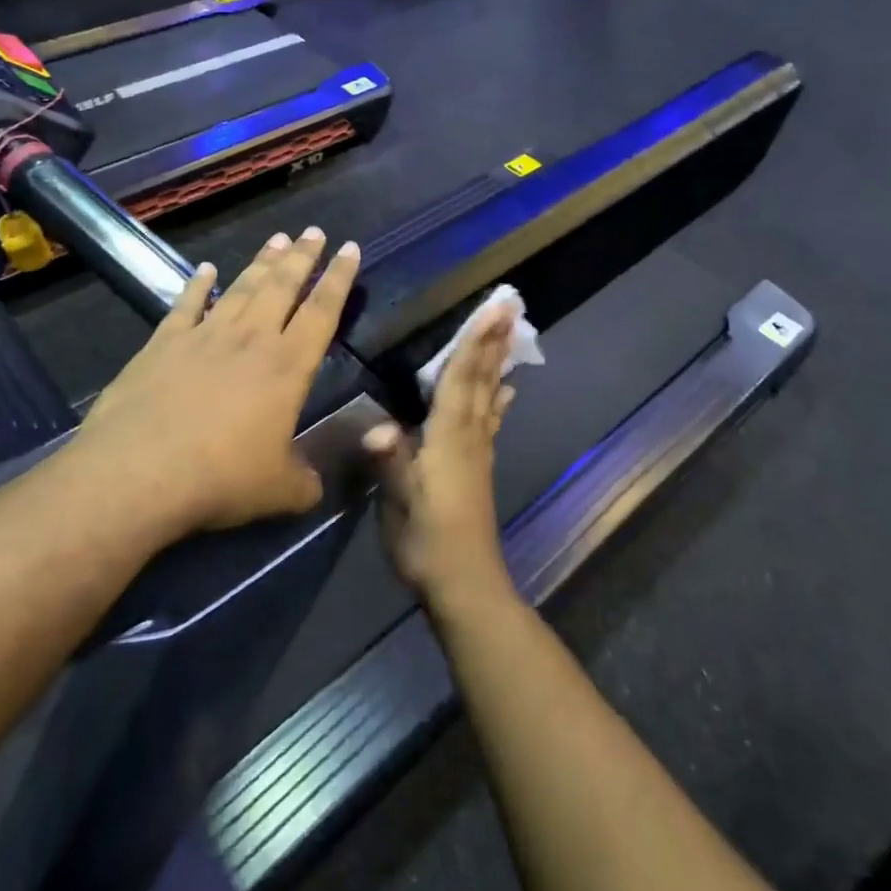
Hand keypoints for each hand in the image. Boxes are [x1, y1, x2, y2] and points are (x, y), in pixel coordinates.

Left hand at [67, 227, 359, 535]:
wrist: (139, 473)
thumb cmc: (220, 478)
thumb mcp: (282, 490)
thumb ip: (308, 479)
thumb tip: (317, 482)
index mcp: (287, 367)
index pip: (322, 312)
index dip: (339, 279)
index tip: (350, 249)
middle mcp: (250, 340)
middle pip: (282, 287)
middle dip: (302, 257)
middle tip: (314, 231)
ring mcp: (204, 336)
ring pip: (241, 288)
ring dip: (261, 263)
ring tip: (277, 239)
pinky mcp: (163, 343)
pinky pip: (187, 305)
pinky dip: (197, 285)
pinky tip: (205, 270)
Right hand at [365, 299, 519, 611]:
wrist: (464, 584)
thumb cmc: (427, 541)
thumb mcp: (401, 504)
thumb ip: (392, 463)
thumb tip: (378, 427)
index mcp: (449, 438)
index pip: (462, 380)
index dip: (475, 343)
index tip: (493, 310)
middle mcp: (469, 436)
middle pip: (482, 379)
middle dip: (494, 340)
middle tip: (512, 306)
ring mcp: (478, 450)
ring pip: (489, 394)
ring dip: (497, 361)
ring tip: (509, 333)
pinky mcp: (478, 465)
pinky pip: (490, 419)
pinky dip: (498, 398)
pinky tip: (507, 392)